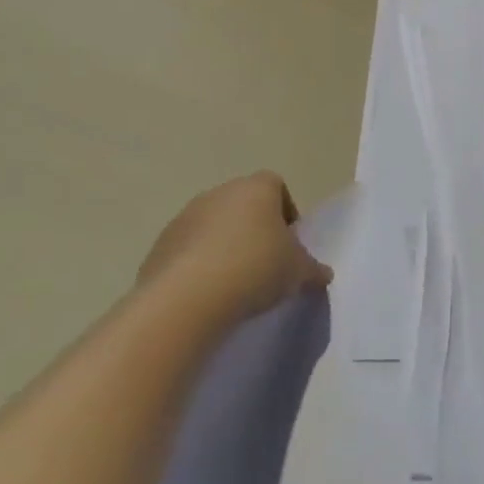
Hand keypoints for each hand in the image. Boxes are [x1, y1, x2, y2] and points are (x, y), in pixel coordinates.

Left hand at [137, 171, 333, 321]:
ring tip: (236, 282)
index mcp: (256, 189)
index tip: (289, 242)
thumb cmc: (256, 268)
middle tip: (265, 263)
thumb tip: (323, 274)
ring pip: (213, 226)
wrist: (189, 297)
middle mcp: (218, 193)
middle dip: (255, 229)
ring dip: (225, 246)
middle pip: (243, 204)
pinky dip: (199, 265)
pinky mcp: (160, 245)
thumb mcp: (298, 272)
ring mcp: (185, 217)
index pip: (276, 186)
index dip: (286, 211)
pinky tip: (208, 293)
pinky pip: (188, 250)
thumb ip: (313, 269)